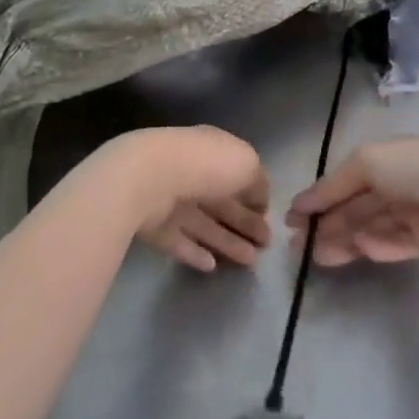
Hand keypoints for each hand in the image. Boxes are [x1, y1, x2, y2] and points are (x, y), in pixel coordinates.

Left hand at [108, 127, 271, 271]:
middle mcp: (191, 173)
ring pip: (203, 224)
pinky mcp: (153, 226)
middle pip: (222, 202)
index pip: (236, 174)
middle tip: (266, 246)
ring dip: (227, 242)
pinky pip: (178, 240)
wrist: (149, 178)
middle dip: (245, 223)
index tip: (269, 217)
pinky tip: (212, 267)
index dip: (254, 196)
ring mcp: (170, 200)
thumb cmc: (205, 164)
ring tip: (250, 263)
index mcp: (212, 151)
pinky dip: (194, 253)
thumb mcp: (247, 164)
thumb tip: (261, 200)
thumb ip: (257, 183)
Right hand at [286, 137, 418, 265]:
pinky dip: (379, 247)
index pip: (345, 181)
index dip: (319, 199)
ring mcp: (413, 213)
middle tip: (300, 247)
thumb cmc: (412, 169)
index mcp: (386, 159)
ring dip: (345, 241)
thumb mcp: (364, 162)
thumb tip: (300, 204)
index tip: (293, 220)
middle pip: (355, 208)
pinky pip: (396, 244)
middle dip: (327, 225)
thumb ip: (331, 185)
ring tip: (322, 257)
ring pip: (371, 229)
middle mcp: (398, 184)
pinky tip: (363, 249)